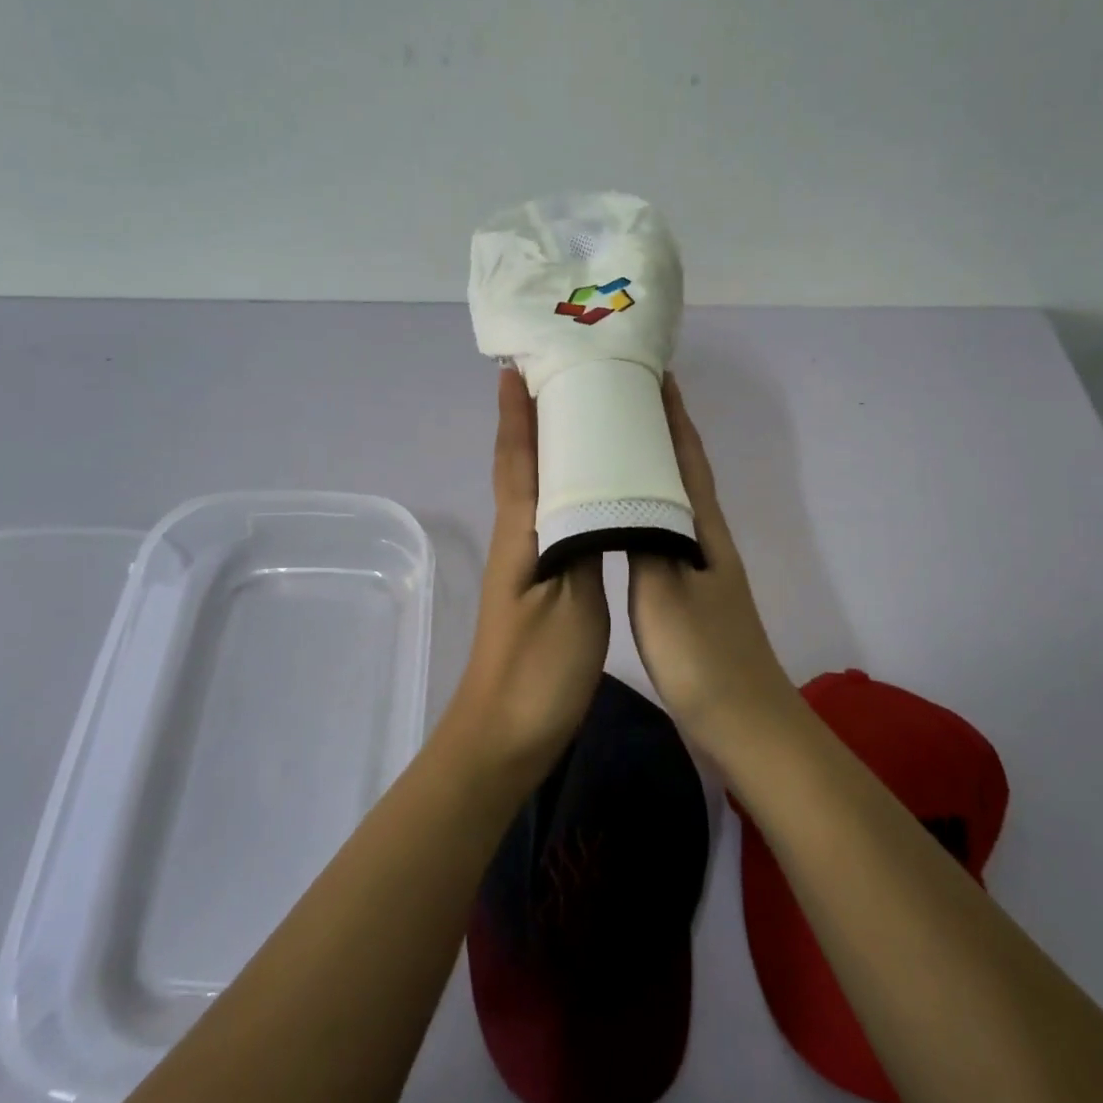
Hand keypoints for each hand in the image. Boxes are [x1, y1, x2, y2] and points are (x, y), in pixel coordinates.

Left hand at [444, 369, 610, 788]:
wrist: (505, 735)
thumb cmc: (538, 671)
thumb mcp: (572, 604)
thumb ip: (586, 544)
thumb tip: (597, 493)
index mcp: (522, 532)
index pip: (518, 457)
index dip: (517, 413)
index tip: (517, 367)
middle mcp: (517, 535)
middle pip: (520, 463)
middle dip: (529, 418)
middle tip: (556, 376)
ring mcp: (525, 559)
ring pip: (533, 487)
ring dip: (544, 448)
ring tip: (575, 417)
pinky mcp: (538, 581)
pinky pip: (548, 515)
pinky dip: (560, 486)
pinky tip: (585, 488)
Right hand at [628, 377, 796, 756]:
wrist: (744, 724)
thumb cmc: (703, 655)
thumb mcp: (663, 591)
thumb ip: (641, 538)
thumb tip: (619, 491)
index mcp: (703, 528)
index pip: (687, 456)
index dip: (674, 414)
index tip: (655, 374)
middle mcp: (705, 537)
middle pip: (682, 469)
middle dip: (659, 430)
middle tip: (621, 398)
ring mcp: (700, 566)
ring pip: (671, 500)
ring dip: (650, 466)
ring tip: (612, 444)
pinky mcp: (689, 593)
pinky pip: (662, 531)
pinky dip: (644, 507)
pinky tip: (623, 515)